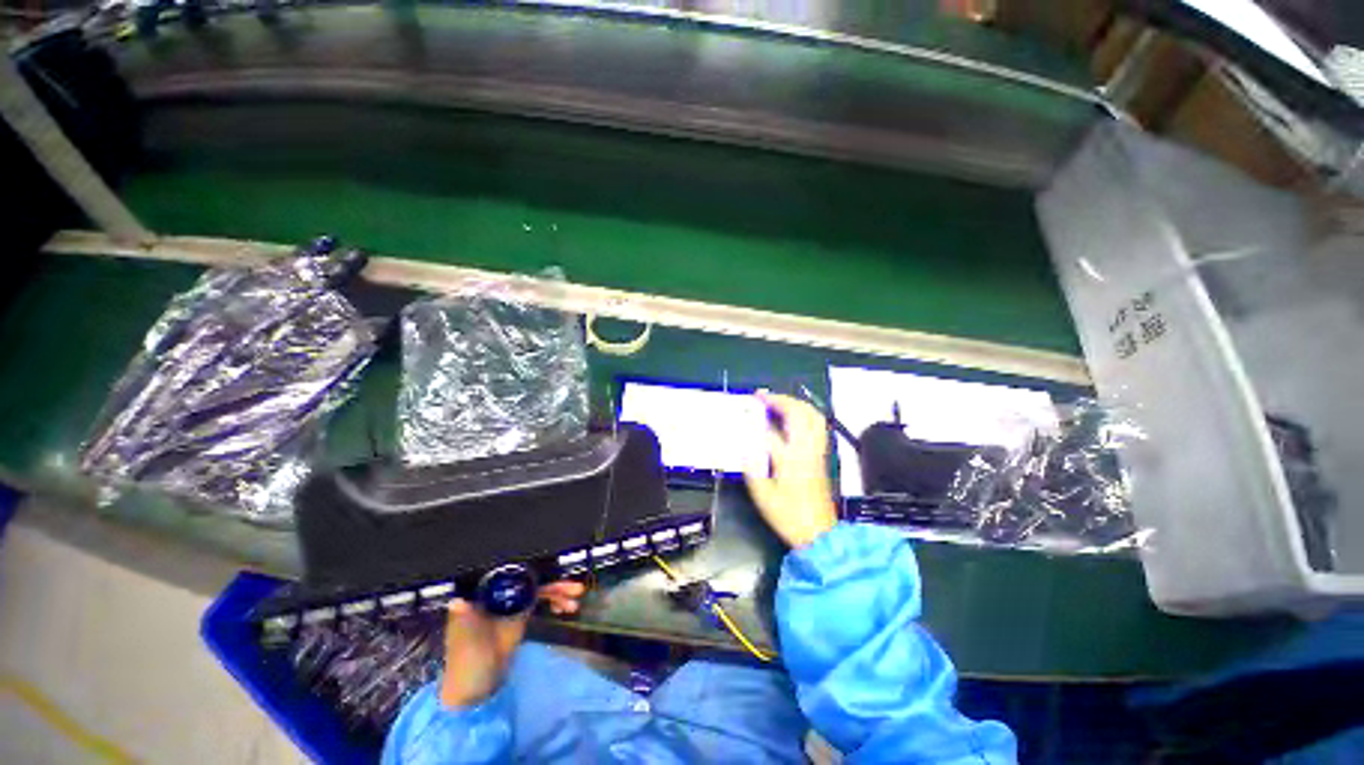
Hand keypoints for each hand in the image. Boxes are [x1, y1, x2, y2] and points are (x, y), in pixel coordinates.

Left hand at [439, 580, 585, 707]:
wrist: (475, 693)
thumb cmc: (466, 665)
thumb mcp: (467, 643)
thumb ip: (465, 620)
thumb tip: (457, 601)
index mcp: (482, 595)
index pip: (509, 573)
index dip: (530, 567)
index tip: (552, 566)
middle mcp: (498, 594)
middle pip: (529, 579)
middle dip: (552, 580)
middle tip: (575, 588)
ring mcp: (511, 604)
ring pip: (539, 588)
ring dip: (558, 591)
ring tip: (576, 599)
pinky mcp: (520, 615)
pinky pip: (542, 601)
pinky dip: (555, 602)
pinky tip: (566, 608)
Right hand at [744, 392, 838, 548]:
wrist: (819, 533)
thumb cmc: (788, 516)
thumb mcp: (762, 495)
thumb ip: (752, 468)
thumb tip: (745, 446)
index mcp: (790, 460)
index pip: (770, 432)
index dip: (754, 421)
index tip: (741, 414)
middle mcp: (806, 450)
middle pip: (798, 414)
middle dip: (779, 400)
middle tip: (761, 396)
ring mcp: (817, 451)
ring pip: (812, 416)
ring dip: (794, 403)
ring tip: (777, 401)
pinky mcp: (822, 455)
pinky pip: (817, 425)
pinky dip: (805, 413)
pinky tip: (793, 416)